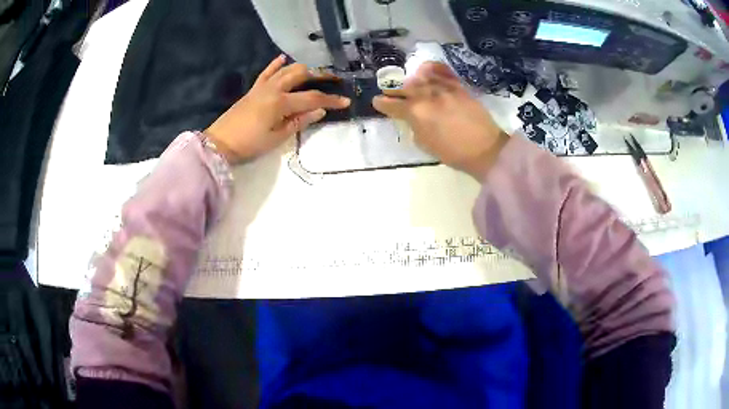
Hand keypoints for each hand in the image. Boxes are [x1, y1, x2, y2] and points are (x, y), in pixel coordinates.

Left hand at [205, 55, 350, 163]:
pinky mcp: (254, 89)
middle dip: (319, 76)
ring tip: (315, 73)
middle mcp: (274, 89)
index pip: (312, 98)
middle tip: (333, 81)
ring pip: (286, 70)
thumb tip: (320, 111)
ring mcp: (262, 87)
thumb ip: (300, 122)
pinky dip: (276, 64)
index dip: (331, 100)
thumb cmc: (250, 144)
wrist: (220, 143)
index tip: (346, 101)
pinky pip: (266, 72)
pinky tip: (283, 58)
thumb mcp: (278, 138)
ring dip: (303, 69)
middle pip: (301, 75)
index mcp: (281, 103)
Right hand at [372, 62, 508, 179]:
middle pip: (404, 88)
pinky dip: (431, 69)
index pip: (392, 105)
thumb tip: (410, 117)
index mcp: (416, 113)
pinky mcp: (458, 86)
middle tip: (389, 92)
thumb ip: (414, 126)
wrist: (485, 149)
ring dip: (411, 80)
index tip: (377, 101)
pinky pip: (442, 71)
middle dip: (394, 90)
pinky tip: (425, 70)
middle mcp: (427, 95)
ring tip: (407, 83)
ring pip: (421, 78)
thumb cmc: (454, 153)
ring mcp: (444, 88)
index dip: (382, 104)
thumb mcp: (426, 144)